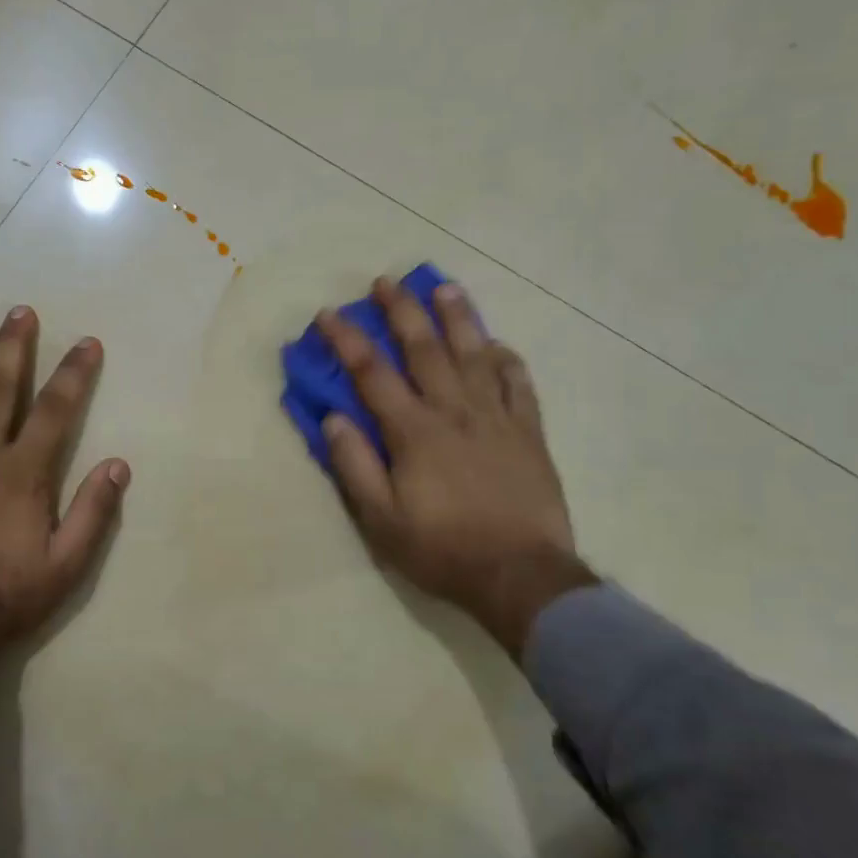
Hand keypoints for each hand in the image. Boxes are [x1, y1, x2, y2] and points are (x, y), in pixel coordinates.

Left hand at [0, 306, 129, 656]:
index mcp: (23, 476)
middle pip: (1, 392)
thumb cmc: (9, 597)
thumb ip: (93, 513)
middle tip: (21, 312)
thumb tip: (117, 464)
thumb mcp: (66, 566)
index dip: (74, 374)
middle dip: (15, 349)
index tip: (87, 343)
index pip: (55, 412)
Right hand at [314, 278, 594, 656]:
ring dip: (457, 318)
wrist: (520, 576)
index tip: (329, 314)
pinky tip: (498, 345)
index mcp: (414, 432)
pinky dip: (506, 360)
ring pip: (475, 355)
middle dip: (402, 311)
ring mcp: (497, 419)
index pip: (373, 374)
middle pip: (425, 349)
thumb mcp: (381, 520)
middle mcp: (455, 412)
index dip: (348, 340)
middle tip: (386, 282)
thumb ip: (355, 466)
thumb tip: (333, 419)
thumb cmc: (442, 549)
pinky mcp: (529, 433)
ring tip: (444, 288)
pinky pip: (518, 385)